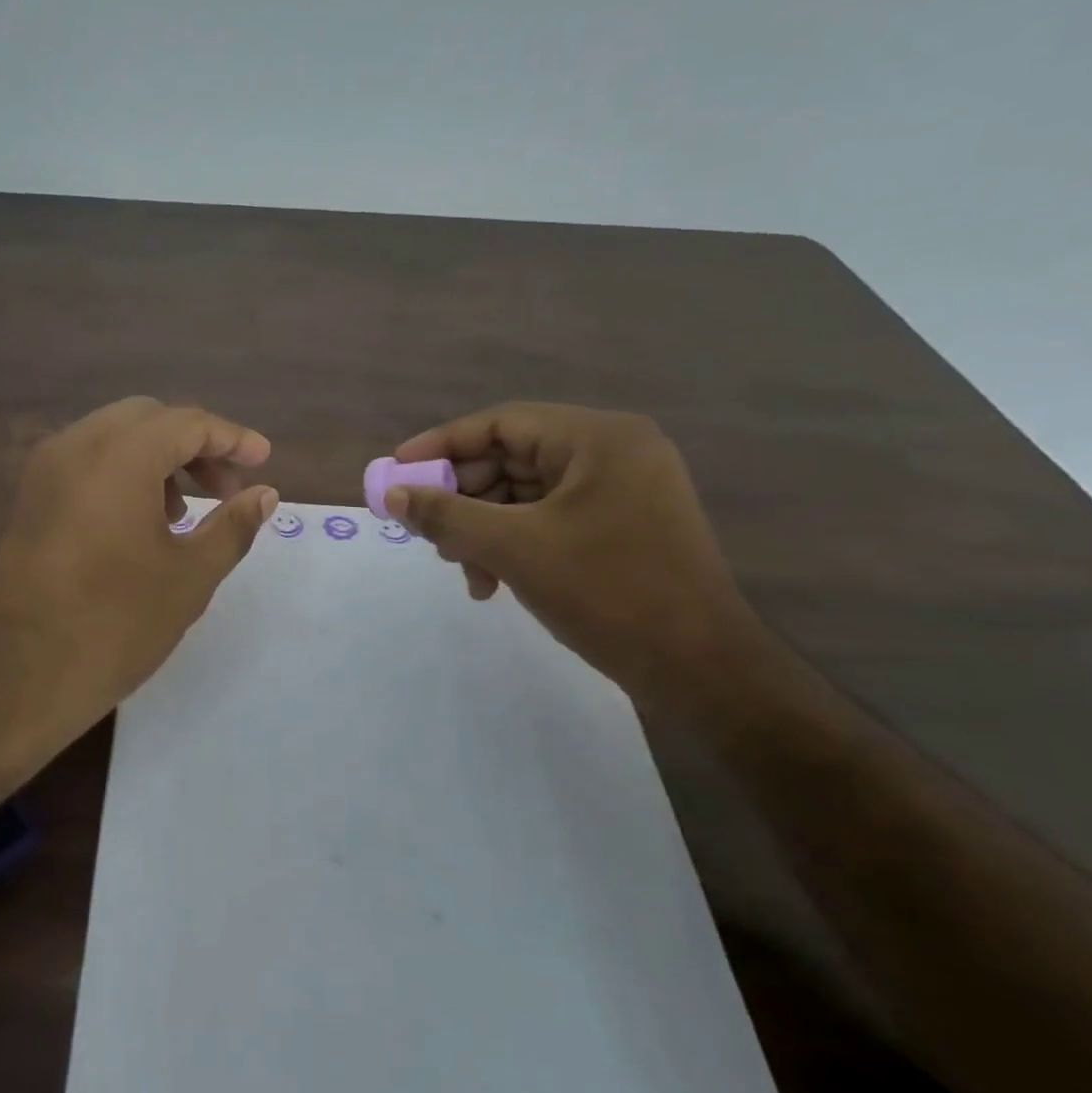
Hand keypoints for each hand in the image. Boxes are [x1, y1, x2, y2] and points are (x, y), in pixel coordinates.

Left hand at [0, 397, 276, 780]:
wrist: (10, 678)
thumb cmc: (112, 625)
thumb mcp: (188, 577)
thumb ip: (232, 527)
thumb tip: (265, 495)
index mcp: (119, 455)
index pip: (187, 422)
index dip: (232, 438)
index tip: (263, 462)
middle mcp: (74, 446)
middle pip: (147, 419)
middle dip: (193, 445)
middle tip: (225, 490)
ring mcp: (42, 471)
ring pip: (111, 439)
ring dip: (156, 460)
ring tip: (183, 512)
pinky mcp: (26, 500)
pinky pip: (83, 465)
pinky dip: (120, 475)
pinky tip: (138, 525)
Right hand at [384, 403, 763, 716]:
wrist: (699, 669)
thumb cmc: (608, 593)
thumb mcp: (514, 549)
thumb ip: (447, 516)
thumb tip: (392, 496)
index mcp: (598, 439)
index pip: (502, 423)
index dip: (442, 444)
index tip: (397, 471)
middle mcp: (613, 453)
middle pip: (512, 459)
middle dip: (463, 497)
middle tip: (427, 531)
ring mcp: (621, 491)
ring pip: (525, 495)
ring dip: (483, 528)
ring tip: (461, 567)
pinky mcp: (620, 527)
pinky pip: (548, 520)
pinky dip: (513, 544)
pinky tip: (491, 582)